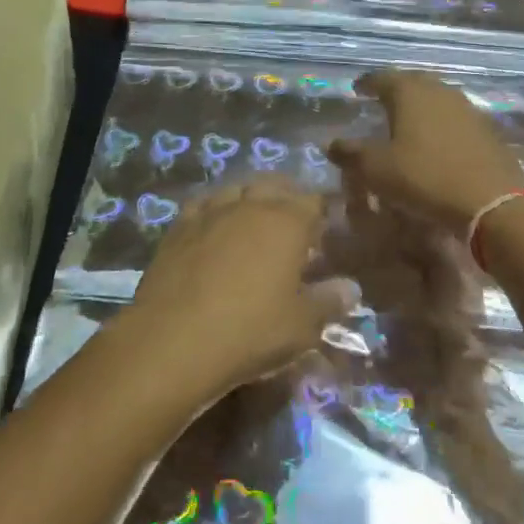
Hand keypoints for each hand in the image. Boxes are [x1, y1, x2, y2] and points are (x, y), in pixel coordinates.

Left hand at [125, 179, 360, 396]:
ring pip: (237, 188)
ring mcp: (211, 210)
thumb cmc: (250, 331)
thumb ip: (329, 301)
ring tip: (255, 219)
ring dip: (251, 197)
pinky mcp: (179, 225)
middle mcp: (250, 204)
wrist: (173, 339)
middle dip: (288, 197)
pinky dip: (215, 210)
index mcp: (287, 221)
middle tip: (293, 222)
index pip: (314, 201)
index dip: (321, 213)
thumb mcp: (301, 326)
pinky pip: (204, 204)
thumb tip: (350, 286)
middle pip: (275, 185)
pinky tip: (215, 225)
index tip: (324, 231)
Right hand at [330, 69, 523, 229]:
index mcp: (409, 92)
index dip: (367, 82)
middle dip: (396, 89)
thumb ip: (350, 153)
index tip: (357, 88)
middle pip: (413, 82)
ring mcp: (467, 108)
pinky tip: (436, 139)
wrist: (492, 202)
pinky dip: (440, 123)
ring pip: (437, 97)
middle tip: (382, 100)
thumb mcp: (376, 170)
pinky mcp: (486, 129)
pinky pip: (455, 117)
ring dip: (420, 105)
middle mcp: (439, 91)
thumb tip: (330, 144)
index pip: (382, 77)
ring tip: (408, 119)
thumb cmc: (425, 178)